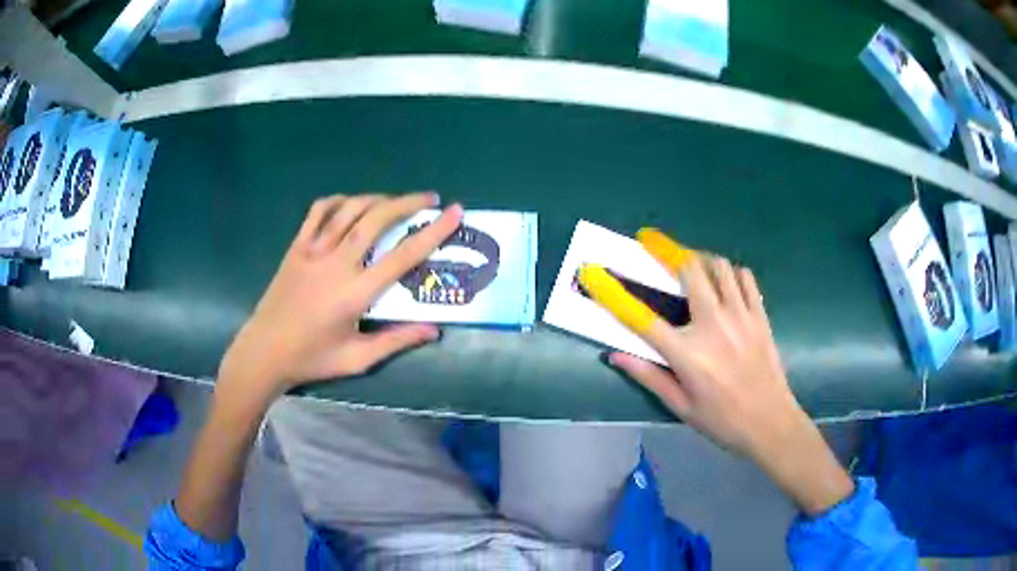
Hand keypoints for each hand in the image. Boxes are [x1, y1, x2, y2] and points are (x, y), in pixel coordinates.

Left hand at [219, 192, 463, 398]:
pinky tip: (351, 204)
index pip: (403, 256)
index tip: (454, 212)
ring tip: (396, 200)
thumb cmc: (311, 358)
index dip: (433, 232)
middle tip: (430, 198)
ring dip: (377, 198)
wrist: (264, 351)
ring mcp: (313, 251)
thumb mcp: (356, 359)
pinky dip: (338, 201)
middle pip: (377, 219)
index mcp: (355, 293)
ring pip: (349, 209)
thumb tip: (433, 330)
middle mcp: (336, 263)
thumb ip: (395, 341)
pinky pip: (318, 212)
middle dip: (408, 202)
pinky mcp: (296, 247)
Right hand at [581, 229, 853, 515]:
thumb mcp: (681, 406)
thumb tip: (614, 356)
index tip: (595, 273)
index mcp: (687, 354)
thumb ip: (648, 376)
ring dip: (701, 259)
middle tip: (655, 244)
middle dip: (668, 251)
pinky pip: (744, 277)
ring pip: (719, 266)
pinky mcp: (760, 315)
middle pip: (689, 270)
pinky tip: (724, 281)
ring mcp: (740, 316)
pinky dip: (730, 272)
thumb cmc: (722, 420)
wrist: (771, 423)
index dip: (614, 294)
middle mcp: (713, 325)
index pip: (642, 318)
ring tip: (691, 264)